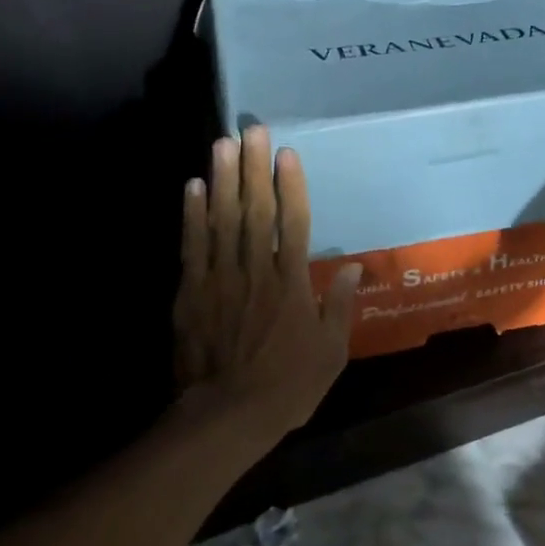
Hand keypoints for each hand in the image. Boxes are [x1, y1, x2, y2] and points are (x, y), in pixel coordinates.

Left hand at [172, 125, 361, 444]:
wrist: (226, 416)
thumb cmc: (287, 387)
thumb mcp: (330, 352)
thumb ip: (338, 306)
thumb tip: (353, 268)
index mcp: (291, 284)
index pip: (294, 223)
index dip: (292, 186)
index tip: (288, 154)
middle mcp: (256, 271)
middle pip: (255, 211)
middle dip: (255, 167)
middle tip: (253, 129)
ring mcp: (219, 279)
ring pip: (222, 220)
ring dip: (223, 179)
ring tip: (223, 143)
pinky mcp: (191, 292)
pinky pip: (192, 246)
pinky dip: (192, 215)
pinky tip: (194, 186)